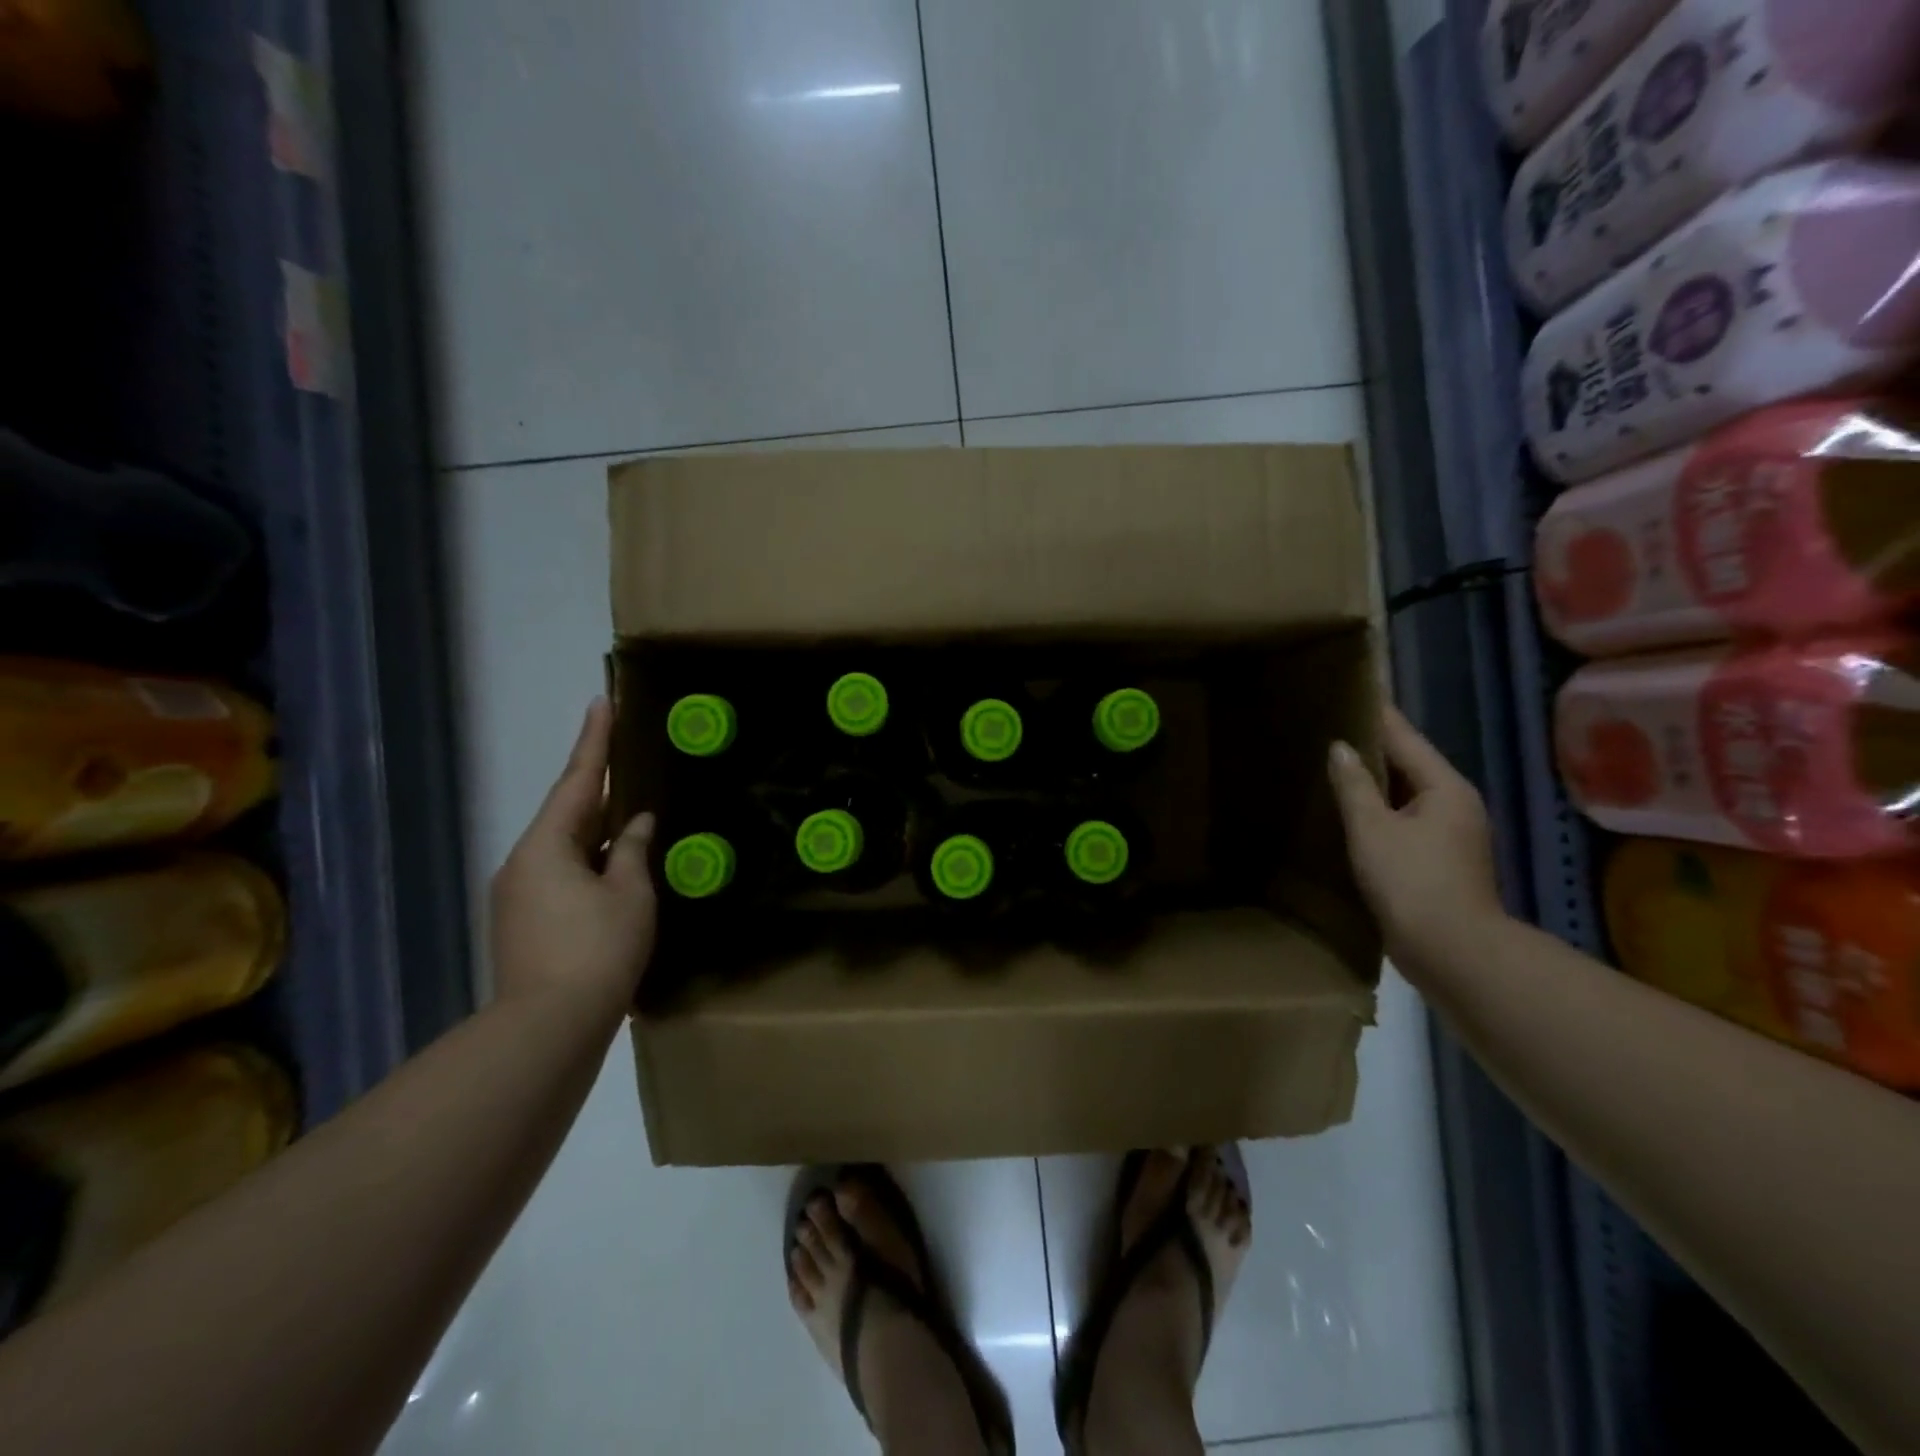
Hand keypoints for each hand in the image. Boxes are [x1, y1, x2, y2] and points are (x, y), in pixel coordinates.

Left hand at [490, 698, 656, 1022]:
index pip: (577, 780)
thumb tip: (635, 824)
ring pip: (566, 847)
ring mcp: (519, 895)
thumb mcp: (630, 894)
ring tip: (633, 818)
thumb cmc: (597, 950)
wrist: (547, 1030)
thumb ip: (633, 851)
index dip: (594, 740)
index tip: (601, 702)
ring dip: (599, 831)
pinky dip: (592, 862)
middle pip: (567, 813)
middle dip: (599, 788)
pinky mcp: (526, 923)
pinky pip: (563, 874)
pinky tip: (618, 869)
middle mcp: (523, 863)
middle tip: (629, 761)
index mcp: (546, 846)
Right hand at [1327, 705, 1504, 971]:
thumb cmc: (1412, 881)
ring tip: (1334, 763)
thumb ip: (1354, 785)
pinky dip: (1379, 809)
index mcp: (1445, 788)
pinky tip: (1350, 811)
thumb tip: (1340, 748)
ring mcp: (1451, 835)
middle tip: (1332, 724)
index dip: (1378, 714)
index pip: (1405, 738)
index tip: (1354, 689)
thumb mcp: (1373, 829)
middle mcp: (1455, 804)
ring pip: (1406, 794)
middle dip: (1374, 746)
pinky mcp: (1439, 861)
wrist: (1452, 952)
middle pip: (1409, 764)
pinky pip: (1404, 820)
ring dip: (1375, 780)